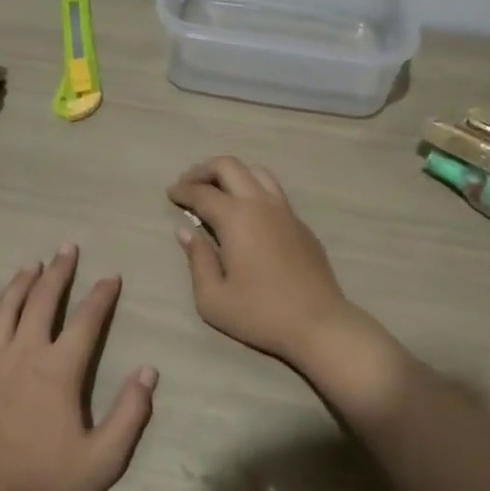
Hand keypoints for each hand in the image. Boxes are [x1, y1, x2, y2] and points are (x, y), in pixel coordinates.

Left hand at [0, 245, 157, 490]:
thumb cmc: (45, 482)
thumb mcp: (103, 458)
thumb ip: (130, 414)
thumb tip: (149, 371)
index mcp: (59, 369)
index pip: (87, 321)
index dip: (101, 295)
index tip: (111, 275)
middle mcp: (24, 355)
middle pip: (43, 302)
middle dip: (58, 272)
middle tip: (66, 248)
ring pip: (4, 313)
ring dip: (18, 286)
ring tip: (29, 265)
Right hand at [169, 157, 369, 366]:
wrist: (319, 324)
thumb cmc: (260, 314)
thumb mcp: (213, 299)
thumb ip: (197, 260)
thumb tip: (185, 232)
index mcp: (236, 218)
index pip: (202, 192)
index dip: (182, 190)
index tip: (170, 194)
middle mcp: (261, 204)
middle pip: (229, 166)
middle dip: (203, 170)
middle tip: (188, 184)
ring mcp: (285, 211)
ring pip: (256, 172)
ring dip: (231, 174)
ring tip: (217, 190)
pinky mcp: (301, 224)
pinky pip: (273, 192)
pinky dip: (253, 190)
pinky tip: (247, 212)